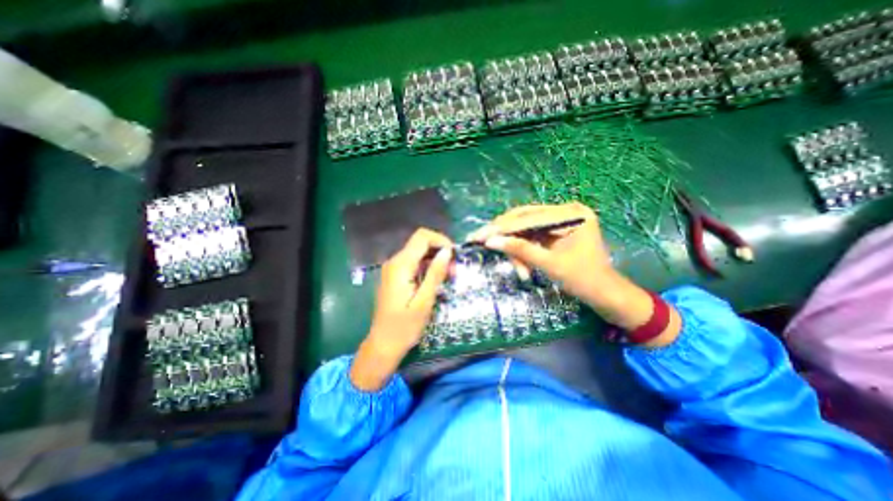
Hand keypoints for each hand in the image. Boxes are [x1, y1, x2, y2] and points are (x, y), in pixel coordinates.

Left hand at [351, 228, 454, 390]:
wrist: (383, 344)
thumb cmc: (405, 326)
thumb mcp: (424, 301)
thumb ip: (435, 273)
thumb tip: (447, 251)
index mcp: (401, 265)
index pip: (422, 237)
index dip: (441, 240)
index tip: (455, 255)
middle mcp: (395, 262)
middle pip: (420, 243)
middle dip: (440, 251)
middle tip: (454, 270)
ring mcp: (393, 269)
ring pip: (418, 253)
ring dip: (435, 260)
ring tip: (449, 276)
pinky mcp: (395, 277)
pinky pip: (413, 264)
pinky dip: (427, 267)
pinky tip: (436, 281)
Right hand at [471, 202, 681, 346]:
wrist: (604, 294)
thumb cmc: (583, 280)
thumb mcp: (550, 265)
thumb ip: (520, 250)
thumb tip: (490, 241)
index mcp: (571, 214)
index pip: (528, 218)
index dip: (501, 228)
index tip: (479, 235)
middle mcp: (565, 211)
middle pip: (523, 218)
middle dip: (504, 234)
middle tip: (478, 240)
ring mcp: (559, 221)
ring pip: (524, 229)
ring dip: (515, 248)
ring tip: (520, 271)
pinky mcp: (555, 231)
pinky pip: (530, 237)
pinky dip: (522, 251)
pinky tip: (521, 266)